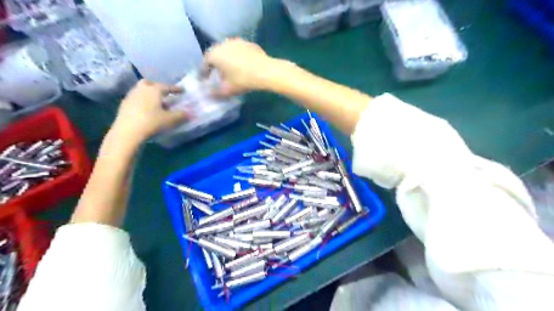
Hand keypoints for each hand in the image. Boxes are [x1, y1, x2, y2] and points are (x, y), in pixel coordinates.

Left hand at [110, 80, 187, 142]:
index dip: (175, 89)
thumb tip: (190, 112)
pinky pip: (136, 99)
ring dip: (149, 95)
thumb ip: (181, 115)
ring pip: (141, 91)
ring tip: (157, 104)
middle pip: (149, 84)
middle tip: (165, 94)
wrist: (128, 132)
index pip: (167, 87)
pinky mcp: (124, 106)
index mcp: (154, 90)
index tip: (182, 90)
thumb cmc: (152, 122)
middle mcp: (141, 89)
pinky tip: (147, 111)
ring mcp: (130, 97)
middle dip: (158, 87)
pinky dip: (143, 102)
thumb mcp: (170, 119)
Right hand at [203, 38, 282, 95]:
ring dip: (226, 60)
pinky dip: (238, 58)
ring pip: (227, 51)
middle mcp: (223, 44)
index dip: (203, 73)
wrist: (266, 71)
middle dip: (215, 65)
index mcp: (214, 54)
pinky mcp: (249, 44)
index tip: (204, 80)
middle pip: (215, 55)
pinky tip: (243, 66)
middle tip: (216, 75)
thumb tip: (209, 95)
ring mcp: (237, 42)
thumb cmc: (243, 80)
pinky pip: (239, 51)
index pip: (204, 64)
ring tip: (230, 70)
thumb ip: (215, 93)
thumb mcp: (227, 90)